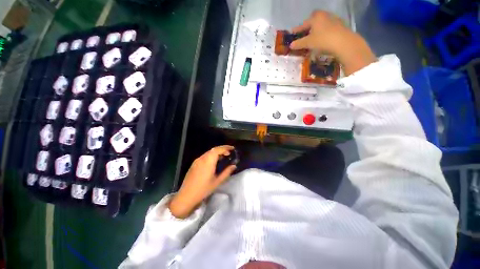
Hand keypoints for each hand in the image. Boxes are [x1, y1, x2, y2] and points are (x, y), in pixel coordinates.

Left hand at [168, 145, 236, 218]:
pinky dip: (211, 156)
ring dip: (217, 152)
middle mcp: (202, 158)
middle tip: (229, 153)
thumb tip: (234, 166)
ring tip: (223, 157)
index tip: (232, 149)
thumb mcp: (217, 182)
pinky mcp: (194, 164)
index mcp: (208, 162)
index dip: (225, 148)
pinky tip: (214, 162)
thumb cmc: (203, 189)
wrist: (186, 196)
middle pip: (213, 149)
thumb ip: (226, 172)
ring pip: (209, 152)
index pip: (218, 150)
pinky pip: (204, 156)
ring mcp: (197, 161)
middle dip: (222, 149)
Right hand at [290, 10, 376, 74]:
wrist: (343, 42)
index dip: (297, 30)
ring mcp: (333, 19)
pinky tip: (323, 38)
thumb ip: (299, 43)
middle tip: (305, 33)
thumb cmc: (323, 40)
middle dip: (308, 26)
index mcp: (316, 17)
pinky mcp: (340, 25)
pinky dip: (324, 32)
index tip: (292, 33)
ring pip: (321, 23)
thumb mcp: (308, 43)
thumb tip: (291, 45)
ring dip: (317, 29)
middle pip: (314, 20)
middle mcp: (324, 15)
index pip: (303, 24)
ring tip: (313, 37)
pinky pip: (328, 27)